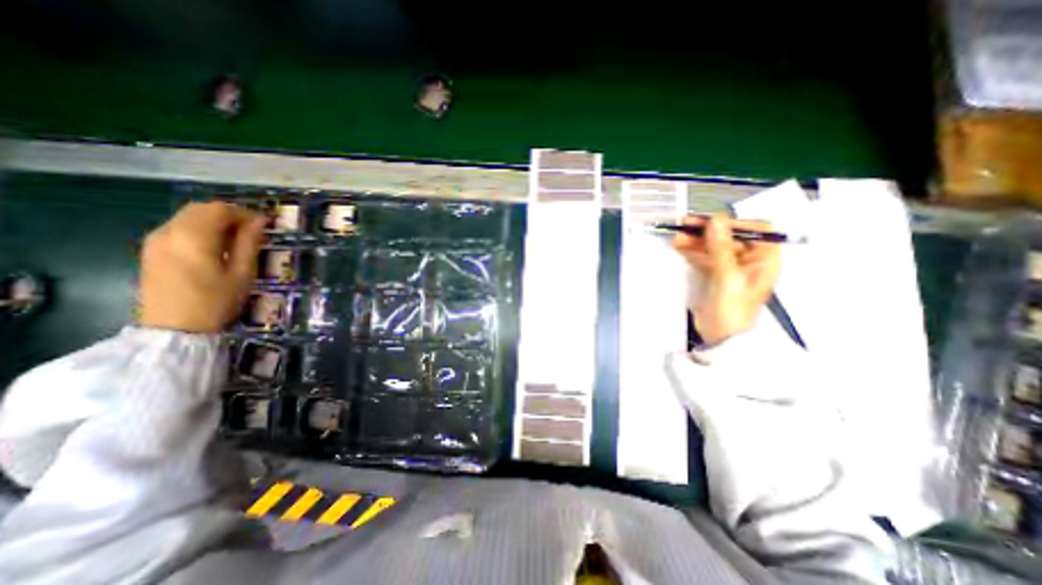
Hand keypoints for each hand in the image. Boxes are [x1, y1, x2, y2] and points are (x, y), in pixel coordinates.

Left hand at [140, 201, 263, 333]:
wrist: (173, 329)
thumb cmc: (216, 301)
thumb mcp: (242, 273)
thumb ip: (249, 243)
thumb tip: (259, 222)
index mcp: (193, 237)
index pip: (220, 209)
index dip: (245, 213)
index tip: (265, 225)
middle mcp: (169, 231)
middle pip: (201, 209)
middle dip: (230, 215)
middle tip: (253, 231)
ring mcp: (155, 240)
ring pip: (188, 216)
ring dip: (215, 221)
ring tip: (237, 239)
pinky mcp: (151, 250)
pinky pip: (178, 228)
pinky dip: (200, 229)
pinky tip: (215, 246)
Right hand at [677, 216, 781, 346]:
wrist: (720, 337)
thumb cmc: (731, 308)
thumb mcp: (727, 276)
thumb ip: (721, 247)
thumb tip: (716, 219)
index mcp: (764, 258)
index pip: (756, 229)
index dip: (734, 223)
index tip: (711, 223)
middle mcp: (750, 259)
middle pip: (729, 236)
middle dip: (707, 231)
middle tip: (685, 224)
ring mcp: (731, 267)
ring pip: (713, 246)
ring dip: (696, 240)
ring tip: (677, 237)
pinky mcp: (715, 274)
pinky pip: (704, 257)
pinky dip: (692, 251)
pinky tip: (679, 246)